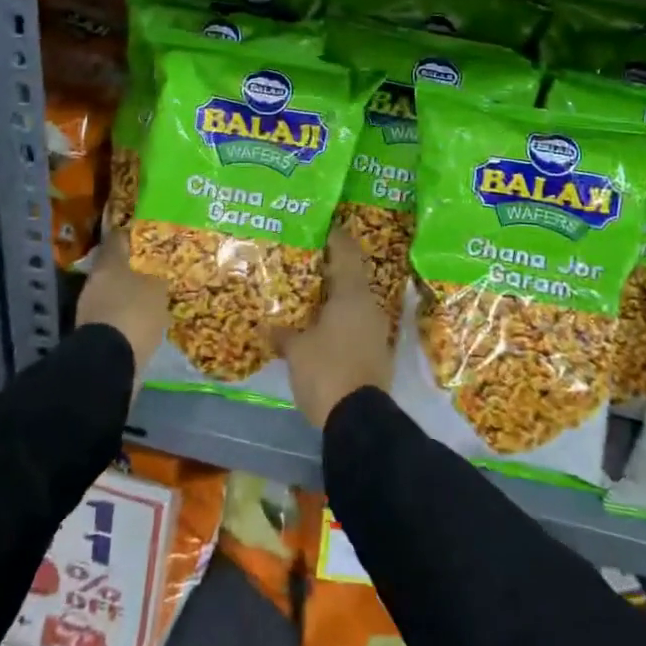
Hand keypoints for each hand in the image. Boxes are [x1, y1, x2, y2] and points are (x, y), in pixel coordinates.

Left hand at [77, 229, 168, 370]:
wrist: (108, 363)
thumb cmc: (134, 314)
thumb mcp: (158, 290)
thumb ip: (159, 276)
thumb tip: (161, 271)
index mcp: (109, 263)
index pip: (119, 237)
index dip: (134, 234)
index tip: (150, 234)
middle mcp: (96, 280)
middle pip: (116, 265)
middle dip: (135, 266)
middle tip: (158, 266)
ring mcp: (91, 306)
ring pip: (115, 290)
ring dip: (132, 291)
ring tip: (156, 293)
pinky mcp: (94, 331)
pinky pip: (116, 313)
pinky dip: (128, 313)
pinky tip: (146, 318)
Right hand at [275, 227, 393, 429]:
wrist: (359, 421)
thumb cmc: (326, 371)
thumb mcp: (296, 350)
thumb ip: (283, 333)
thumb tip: (269, 326)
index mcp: (352, 294)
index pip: (346, 251)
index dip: (334, 236)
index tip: (320, 225)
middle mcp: (369, 305)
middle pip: (351, 275)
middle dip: (329, 268)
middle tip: (305, 259)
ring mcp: (376, 330)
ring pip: (354, 301)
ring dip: (335, 296)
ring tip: (309, 293)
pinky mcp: (376, 352)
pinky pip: (355, 324)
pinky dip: (340, 319)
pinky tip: (321, 325)